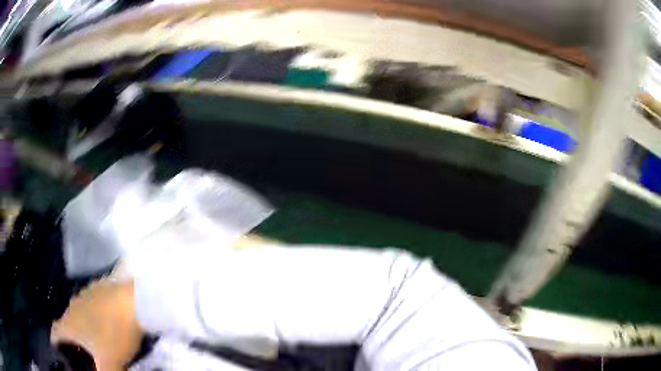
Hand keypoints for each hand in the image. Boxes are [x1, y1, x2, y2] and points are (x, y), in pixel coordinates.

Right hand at [51, 280, 141, 370]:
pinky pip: (88, 307)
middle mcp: (71, 307)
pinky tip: (101, 326)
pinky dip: (91, 319)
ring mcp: (83, 295)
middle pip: (65, 325)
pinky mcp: (96, 290)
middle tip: (79, 356)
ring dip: (80, 330)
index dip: (56, 345)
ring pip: (76, 316)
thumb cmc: (115, 332)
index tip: (61, 356)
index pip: (54, 334)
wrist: (133, 301)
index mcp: (69, 323)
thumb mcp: (110, 362)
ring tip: (90, 345)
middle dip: (70, 341)